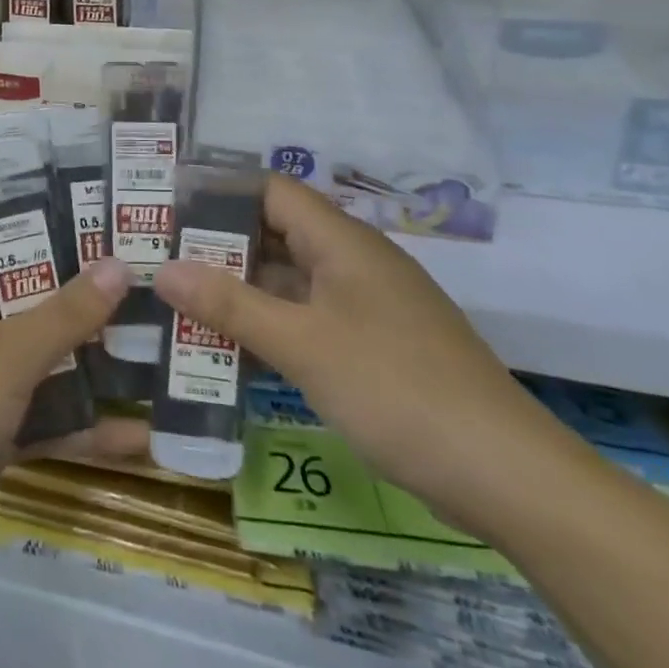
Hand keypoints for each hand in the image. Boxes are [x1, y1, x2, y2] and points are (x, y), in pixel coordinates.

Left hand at [0, 256, 146, 581]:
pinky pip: (48, 420)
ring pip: (49, 366)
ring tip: (161, 357)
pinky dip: (84, 427)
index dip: (62, 239)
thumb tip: (118, 264)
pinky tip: (141, 436)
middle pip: (40, 308)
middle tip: (156, 293)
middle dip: (92, 307)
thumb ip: (66, 312)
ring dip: (96, 368)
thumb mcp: (9, 353)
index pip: (15, 250)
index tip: (117, 234)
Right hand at [154, 175, 576, 535]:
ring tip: (179, 302)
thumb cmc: (397, 391)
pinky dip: (268, 324)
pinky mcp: (374, 344)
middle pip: (275, 233)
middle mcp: (354, 261)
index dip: (218, 192)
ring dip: (239, 290)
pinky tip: (231, 348)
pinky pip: (307, 317)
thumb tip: (161, 270)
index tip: (165, 209)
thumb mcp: (301, 345)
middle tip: (158, 259)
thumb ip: (228, 305)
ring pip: (289, 279)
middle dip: (216, 246)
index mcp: (342, 242)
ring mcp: (366, 305)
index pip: (269, 190)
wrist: (510, 477)